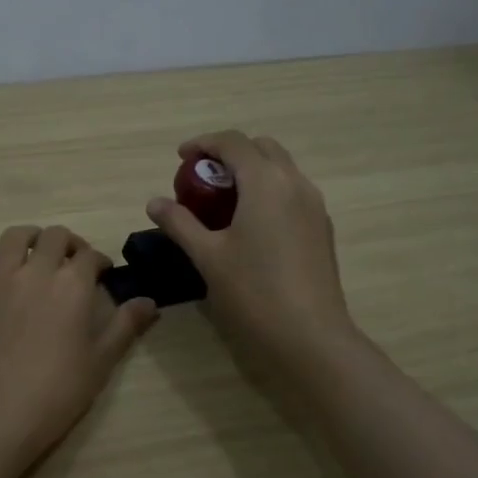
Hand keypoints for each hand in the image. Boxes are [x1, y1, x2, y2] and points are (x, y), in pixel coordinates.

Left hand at [0, 224, 157, 468]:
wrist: (0, 419)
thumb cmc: (58, 393)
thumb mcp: (101, 361)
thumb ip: (125, 326)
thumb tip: (150, 301)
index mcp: (71, 286)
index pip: (90, 256)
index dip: (100, 261)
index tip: (104, 274)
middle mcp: (33, 274)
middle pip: (53, 238)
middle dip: (68, 243)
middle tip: (73, 261)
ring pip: (10, 239)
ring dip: (27, 237)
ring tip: (35, 249)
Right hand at [146, 131, 353, 362]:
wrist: (310, 336)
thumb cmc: (253, 291)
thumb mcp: (208, 256)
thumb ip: (180, 223)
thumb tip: (154, 202)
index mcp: (266, 182)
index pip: (233, 142)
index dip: (204, 143)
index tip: (181, 158)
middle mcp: (295, 183)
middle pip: (262, 148)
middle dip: (231, 153)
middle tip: (203, 178)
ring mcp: (314, 206)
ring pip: (281, 169)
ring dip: (252, 172)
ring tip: (223, 201)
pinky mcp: (322, 228)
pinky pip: (292, 192)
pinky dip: (269, 192)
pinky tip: (251, 225)